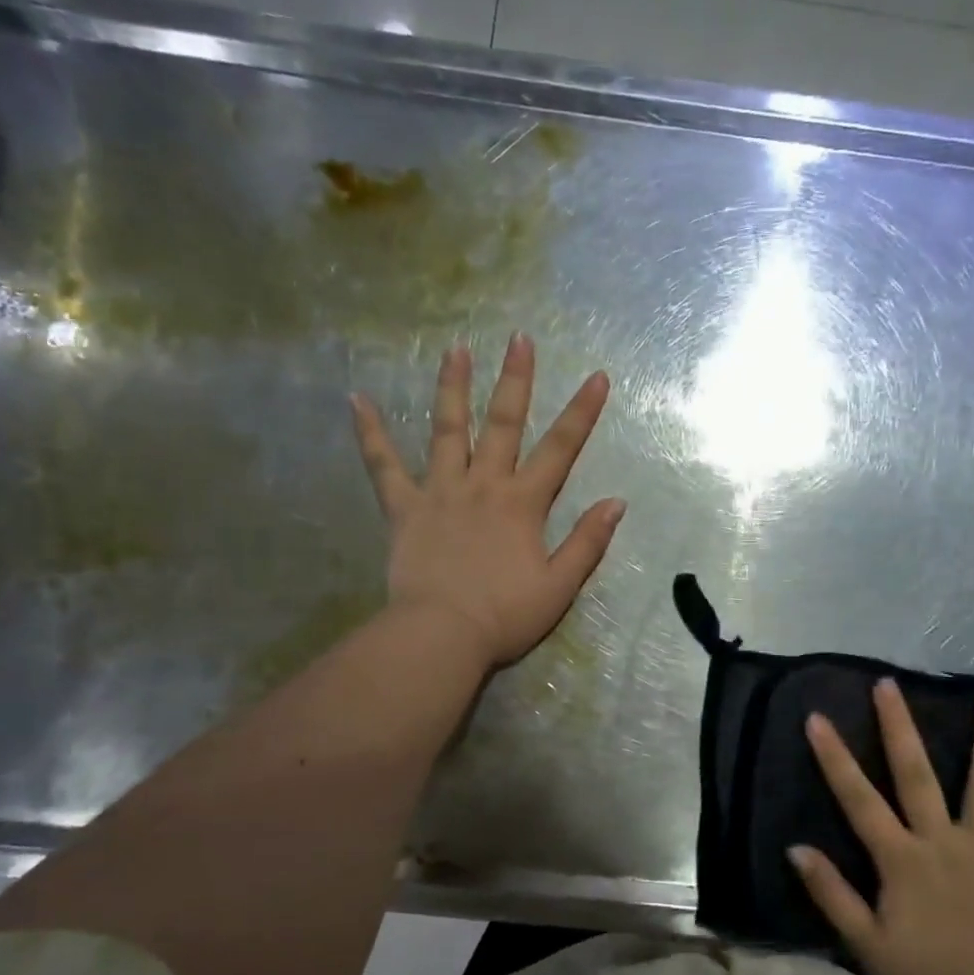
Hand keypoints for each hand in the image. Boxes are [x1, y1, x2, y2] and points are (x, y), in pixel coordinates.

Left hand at [350, 334, 623, 668]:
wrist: (442, 635)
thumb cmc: (505, 615)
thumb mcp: (560, 585)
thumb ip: (588, 542)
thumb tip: (616, 502)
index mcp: (523, 503)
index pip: (560, 449)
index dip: (581, 412)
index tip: (596, 377)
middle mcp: (483, 485)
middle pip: (503, 423)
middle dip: (515, 380)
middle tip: (518, 339)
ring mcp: (440, 492)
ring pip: (448, 430)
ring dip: (453, 387)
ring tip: (455, 348)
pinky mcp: (404, 508)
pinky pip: (383, 466)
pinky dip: (370, 433)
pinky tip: (357, 399)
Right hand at [791, 680, 973, 974]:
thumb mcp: (867, 945)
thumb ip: (832, 894)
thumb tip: (796, 848)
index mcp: (902, 860)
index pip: (859, 800)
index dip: (835, 758)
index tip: (817, 719)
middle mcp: (942, 840)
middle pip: (917, 774)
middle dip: (899, 726)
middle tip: (888, 684)